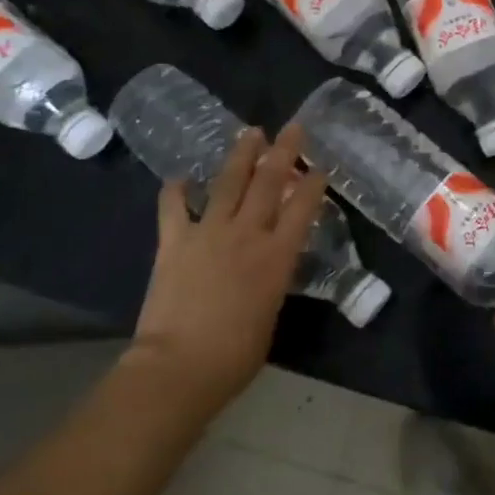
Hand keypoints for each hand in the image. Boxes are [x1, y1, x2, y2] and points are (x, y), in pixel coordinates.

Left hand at [130, 123, 327, 409]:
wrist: (179, 366)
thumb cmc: (235, 354)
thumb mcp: (271, 312)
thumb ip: (273, 279)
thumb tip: (270, 262)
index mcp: (277, 256)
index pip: (302, 207)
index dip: (313, 183)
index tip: (319, 165)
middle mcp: (247, 234)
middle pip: (269, 182)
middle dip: (284, 152)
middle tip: (293, 128)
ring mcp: (208, 232)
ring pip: (229, 183)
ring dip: (241, 155)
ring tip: (251, 132)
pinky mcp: (174, 241)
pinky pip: (174, 207)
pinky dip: (177, 190)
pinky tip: (180, 177)